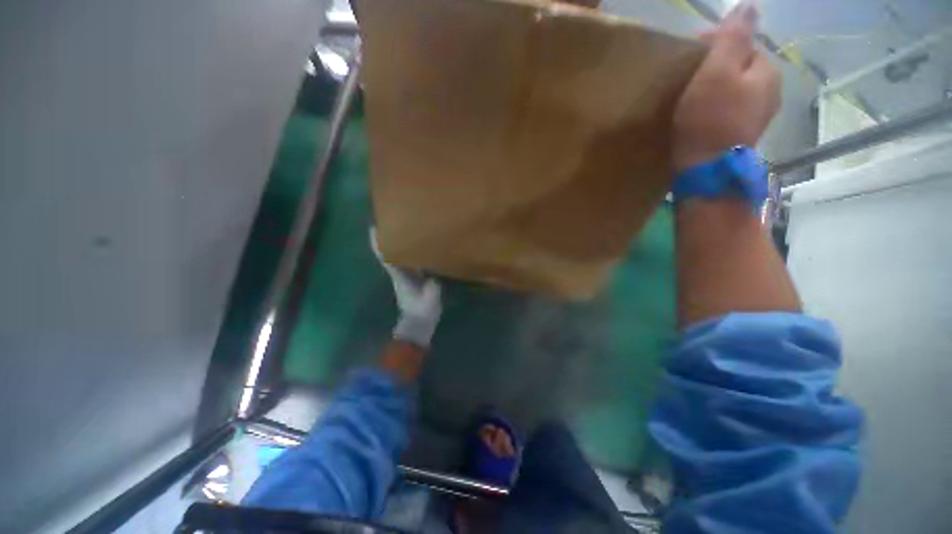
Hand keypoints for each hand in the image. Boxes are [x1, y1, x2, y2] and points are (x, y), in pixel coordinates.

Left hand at [371, 229, 442, 348]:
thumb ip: (432, 288)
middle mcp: (398, 274)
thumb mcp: (430, 300)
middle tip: (387, 222)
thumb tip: (434, 276)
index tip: (373, 228)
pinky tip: (411, 246)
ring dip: (393, 244)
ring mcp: (403, 277)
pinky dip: (403, 253)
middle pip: (387, 254)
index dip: (378, 244)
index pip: (387, 258)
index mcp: (401, 277)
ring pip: (394, 257)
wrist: (418, 324)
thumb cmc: (422, 312)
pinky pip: (404, 262)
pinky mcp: (409, 279)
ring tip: (399, 230)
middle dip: (384, 239)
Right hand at [672, 0, 780, 171]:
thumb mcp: (717, 72)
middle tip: (689, 77)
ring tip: (693, 97)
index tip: (690, 53)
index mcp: (767, 71)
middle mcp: (771, 91)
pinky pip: (732, 109)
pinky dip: (718, 107)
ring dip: (717, 88)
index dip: (716, 44)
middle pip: (742, 67)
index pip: (744, 44)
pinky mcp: (743, 135)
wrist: (707, 171)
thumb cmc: (709, 120)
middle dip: (718, 66)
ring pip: (738, 89)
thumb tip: (751, 5)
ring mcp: (759, 116)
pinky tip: (702, 116)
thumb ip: (734, 37)